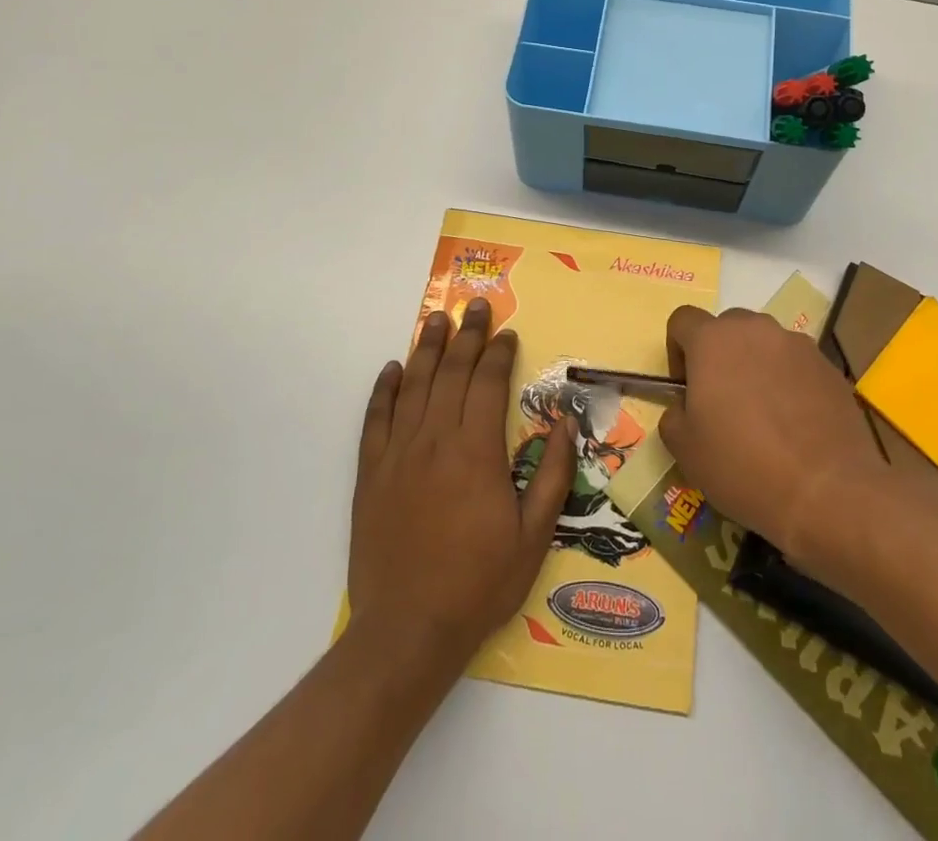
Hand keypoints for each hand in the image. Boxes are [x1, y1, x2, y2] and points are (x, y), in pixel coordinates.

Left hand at [348, 299, 576, 671]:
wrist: (406, 632)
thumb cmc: (478, 585)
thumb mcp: (533, 537)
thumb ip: (552, 476)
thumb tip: (566, 424)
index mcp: (476, 451)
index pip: (488, 383)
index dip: (498, 353)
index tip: (506, 333)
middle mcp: (435, 440)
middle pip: (452, 373)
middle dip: (466, 335)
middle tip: (474, 305)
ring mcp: (398, 454)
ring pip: (414, 386)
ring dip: (426, 349)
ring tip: (435, 319)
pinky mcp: (370, 474)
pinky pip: (376, 420)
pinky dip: (384, 391)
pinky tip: (392, 370)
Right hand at [658, 305, 888, 568]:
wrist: (827, 491)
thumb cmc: (743, 465)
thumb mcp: (685, 450)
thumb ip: (673, 415)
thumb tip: (685, 407)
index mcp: (713, 341)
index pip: (683, 320)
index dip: (676, 350)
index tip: (686, 387)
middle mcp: (756, 329)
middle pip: (727, 327)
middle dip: (720, 356)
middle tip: (723, 402)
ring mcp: (798, 345)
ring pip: (765, 344)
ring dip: (756, 367)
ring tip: (764, 415)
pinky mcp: (829, 367)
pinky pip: (797, 365)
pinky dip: (789, 383)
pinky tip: (795, 425)